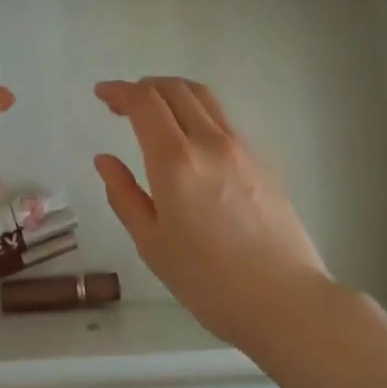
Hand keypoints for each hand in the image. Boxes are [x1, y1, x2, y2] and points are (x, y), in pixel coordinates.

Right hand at [94, 77, 330, 356]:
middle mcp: (209, 141)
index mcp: (175, 160)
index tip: (101, 93)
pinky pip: (222, 119)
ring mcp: (240, 147)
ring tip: (154, 110)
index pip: (144, 102)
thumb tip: (105, 160)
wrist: (285, 301)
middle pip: (174, 89)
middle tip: (122, 102)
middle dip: (143, 86)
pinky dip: (196, 112)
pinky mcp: (261, 160)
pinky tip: (189, 139)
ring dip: (172, 92)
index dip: (119, 90)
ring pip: (202, 97)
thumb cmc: (208, 281)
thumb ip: (124, 195)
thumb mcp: (152, 244)